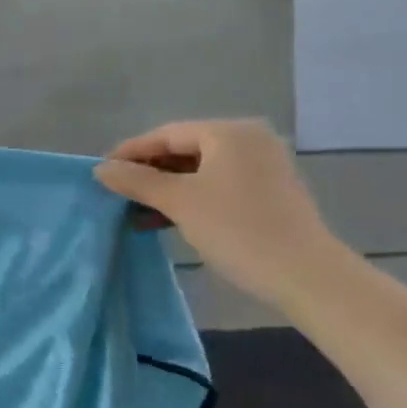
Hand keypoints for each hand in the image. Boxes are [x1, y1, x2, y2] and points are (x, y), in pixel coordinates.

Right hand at [94, 120, 344, 308]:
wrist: (306, 275)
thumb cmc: (237, 229)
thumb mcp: (180, 203)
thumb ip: (137, 182)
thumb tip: (100, 169)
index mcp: (228, 132)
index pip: (166, 134)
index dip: (130, 153)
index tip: (101, 173)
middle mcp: (249, 140)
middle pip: (184, 149)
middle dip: (149, 173)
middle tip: (117, 194)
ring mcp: (262, 166)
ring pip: (200, 171)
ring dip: (167, 189)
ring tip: (135, 211)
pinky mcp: (268, 192)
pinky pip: (218, 185)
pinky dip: (190, 199)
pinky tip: (165, 219)